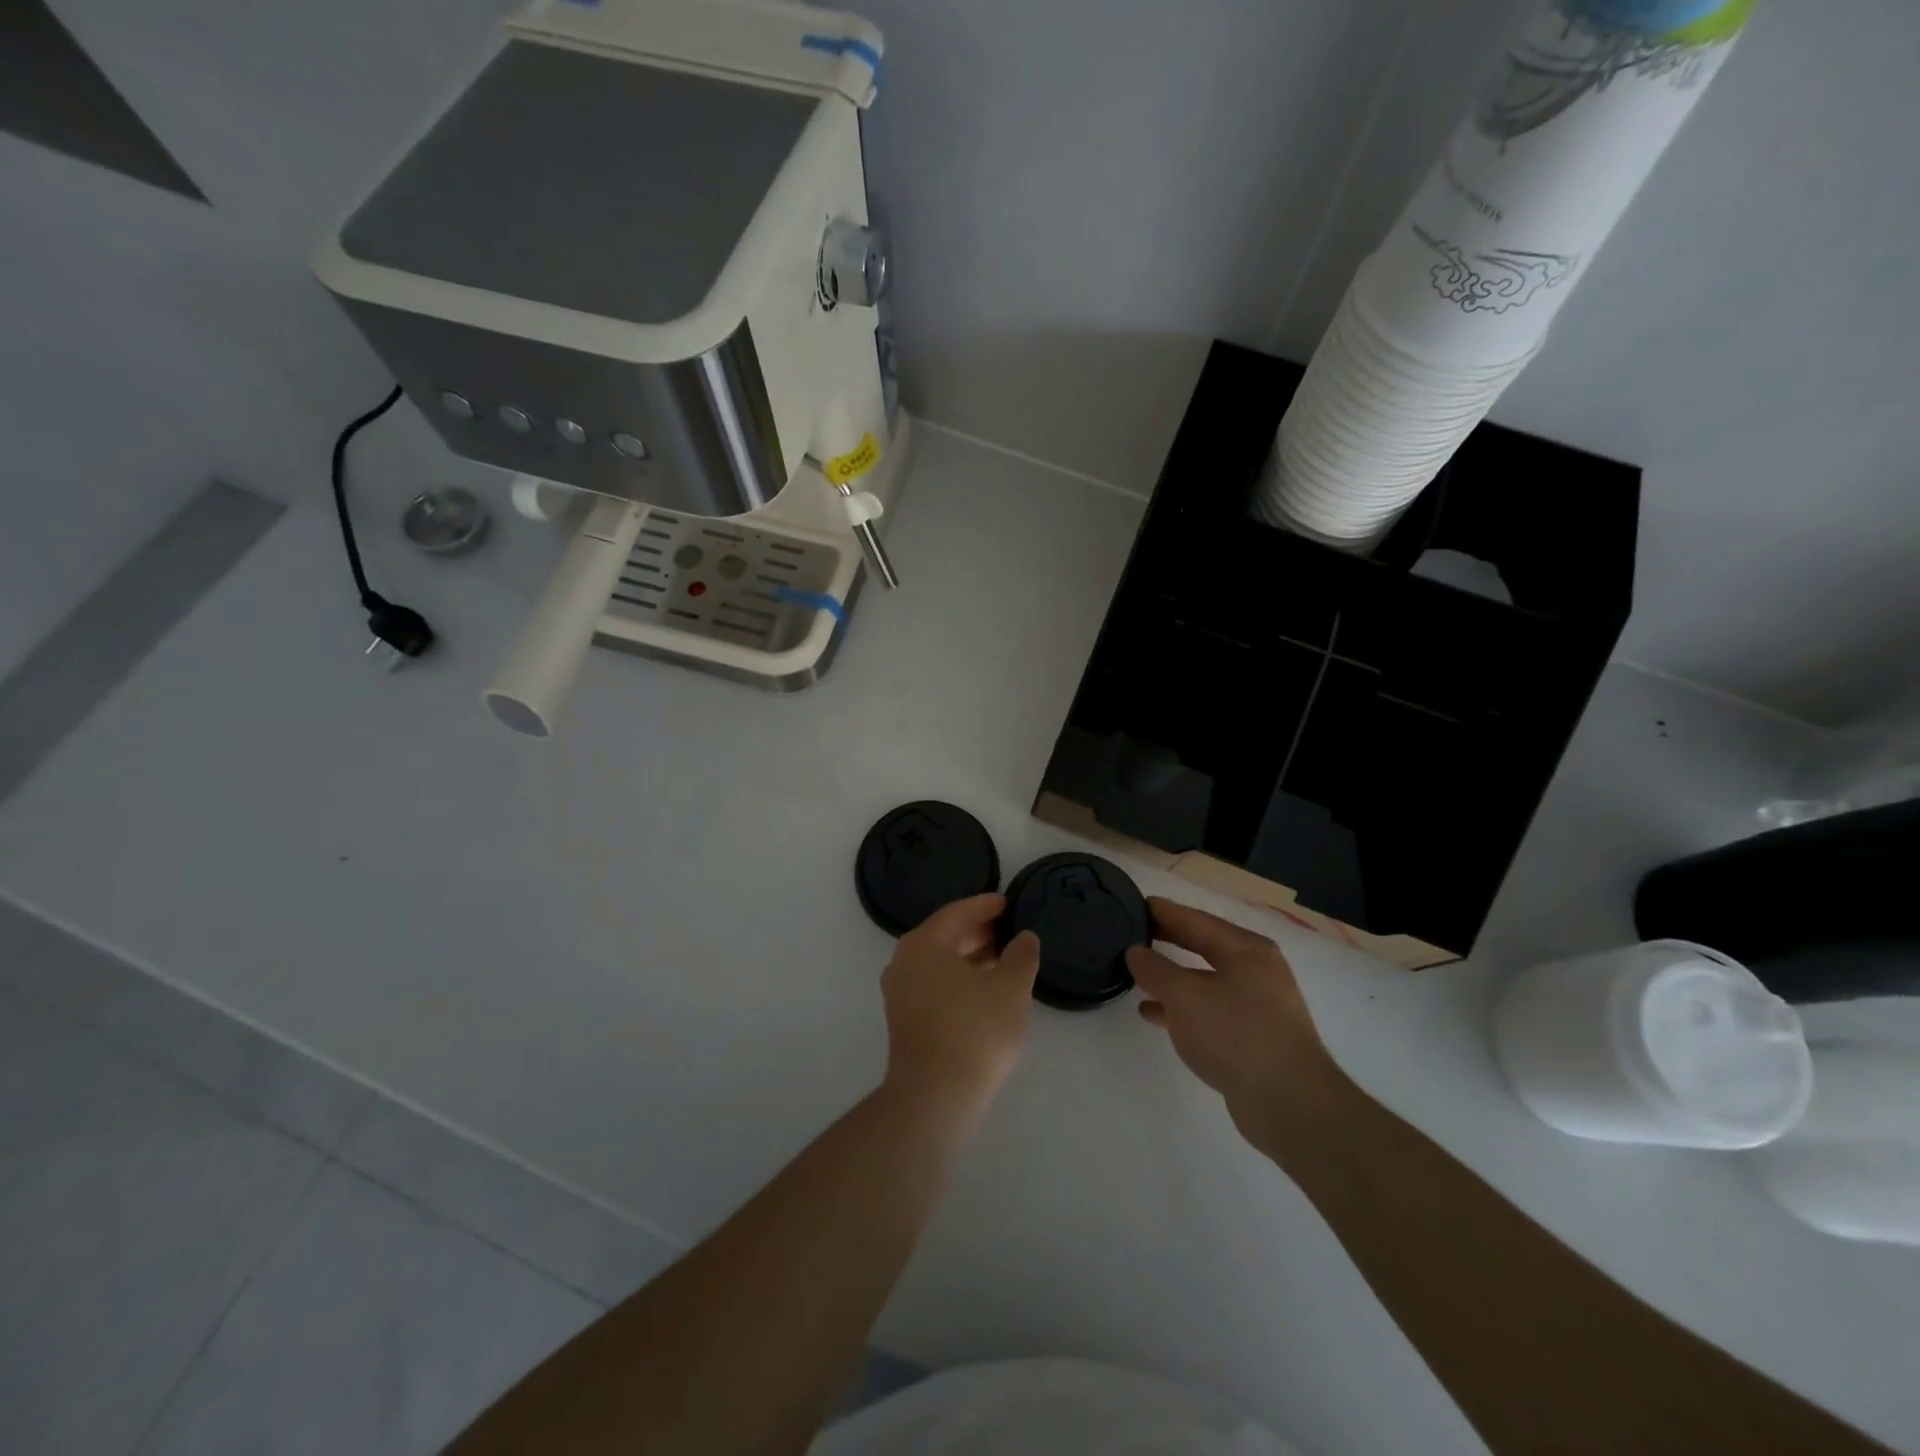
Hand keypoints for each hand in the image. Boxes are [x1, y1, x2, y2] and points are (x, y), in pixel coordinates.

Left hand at [881, 894, 1040, 1119]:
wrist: (935, 1095)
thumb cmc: (975, 1030)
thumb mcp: (1011, 988)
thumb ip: (1021, 956)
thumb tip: (1024, 937)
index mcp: (924, 943)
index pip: (958, 912)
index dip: (986, 906)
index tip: (1008, 903)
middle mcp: (904, 961)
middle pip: (945, 935)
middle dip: (978, 932)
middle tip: (1009, 930)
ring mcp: (900, 992)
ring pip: (939, 962)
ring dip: (971, 957)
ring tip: (1004, 960)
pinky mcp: (904, 1019)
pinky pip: (934, 983)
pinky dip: (959, 978)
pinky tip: (986, 990)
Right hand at [1126, 898, 1342, 1149]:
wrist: (1290, 1104)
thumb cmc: (1236, 1034)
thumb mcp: (1185, 996)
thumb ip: (1155, 969)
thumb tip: (1136, 951)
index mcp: (1245, 949)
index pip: (1195, 919)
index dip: (1163, 911)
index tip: (1133, 904)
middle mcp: (1255, 970)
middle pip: (1202, 945)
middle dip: (1168, 939)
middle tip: (1132, 932)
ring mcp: (1257, 1004)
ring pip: (1204, 979)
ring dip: (1172, 976)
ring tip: (1136, 975)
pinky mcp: (1253, 1036)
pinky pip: (1209, 1009)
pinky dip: (1182, 1007)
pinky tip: (1153, 1014)